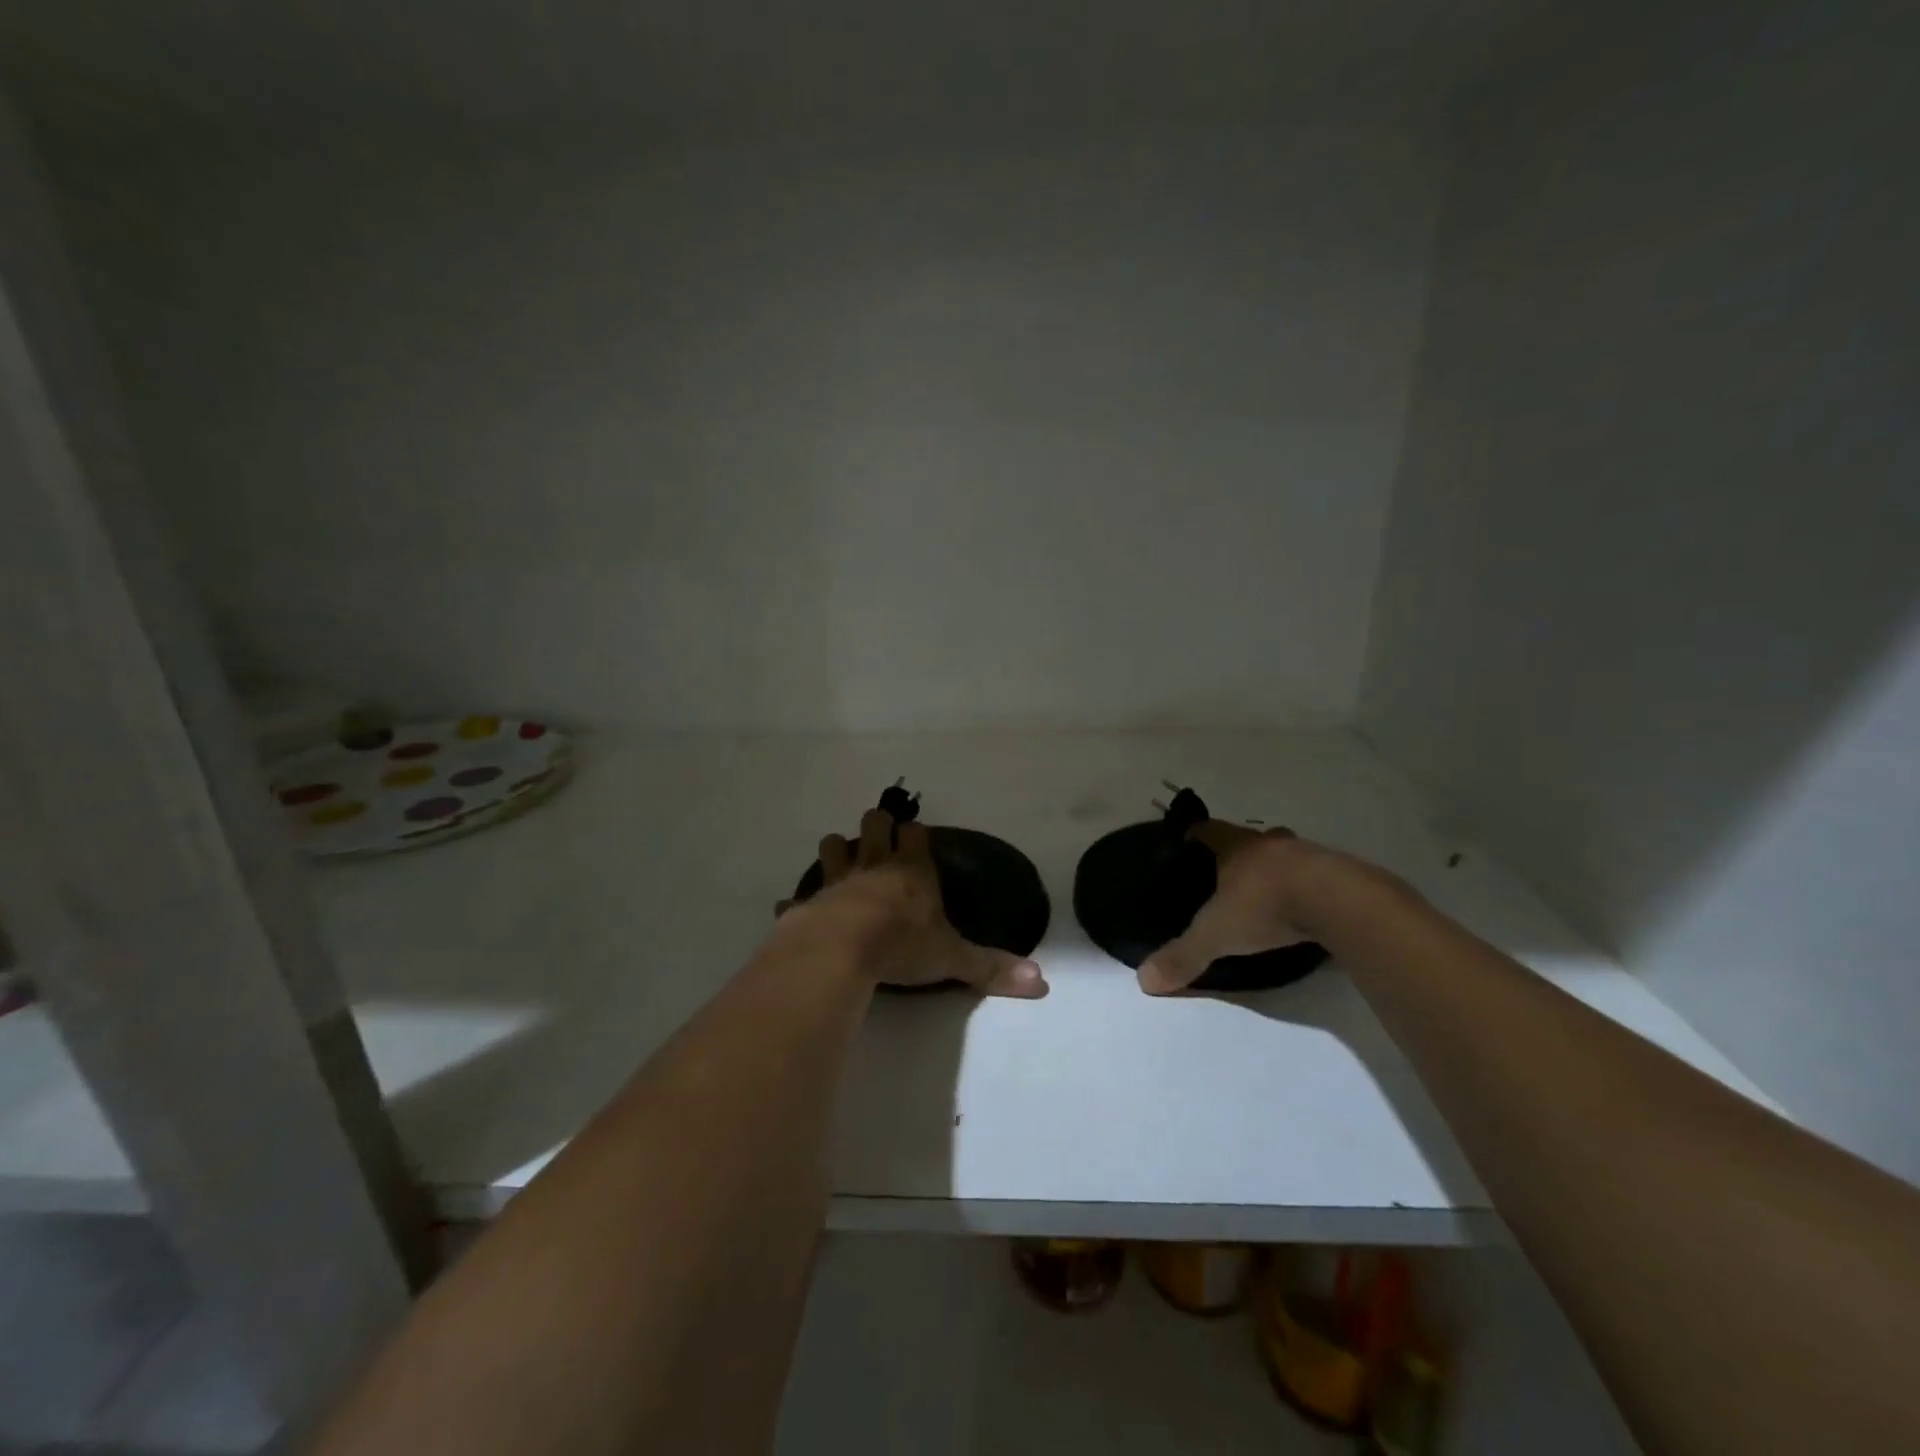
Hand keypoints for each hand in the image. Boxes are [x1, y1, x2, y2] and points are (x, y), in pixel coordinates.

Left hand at [777, 809, 1048, 997]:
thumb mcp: (952, 959)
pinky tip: (793, 910)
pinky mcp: (807, 903)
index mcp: (912, 873)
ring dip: (837, 850)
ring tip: (843, 862)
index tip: (916, 836)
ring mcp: (837, 880)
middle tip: (880, 838)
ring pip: (834, 845)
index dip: (915, 834)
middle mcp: (875, 867)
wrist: (840, 951)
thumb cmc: (901, 946)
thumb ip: (992, 968)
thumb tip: (1042, 983)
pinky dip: (797, 902)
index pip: (916, 835)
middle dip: (877, 826)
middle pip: (874, 824)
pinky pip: (797, 897)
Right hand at [1137, 822, 1382, 994]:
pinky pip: (1317, 875)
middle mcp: (1270, 844)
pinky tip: (1306, 908)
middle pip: (1250, 839)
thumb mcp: (1217, 935)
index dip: (1196, 834)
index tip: (1188, 840)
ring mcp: (1308, 855)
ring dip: (1276, 869)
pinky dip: (1308, 887)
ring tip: (1270, 892)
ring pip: (1286, 855)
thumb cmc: (1266, 906)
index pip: (1208, 830)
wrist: (1338, 902)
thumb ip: (1183, 956)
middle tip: (1230, 872)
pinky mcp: (1340, 875)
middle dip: (1240, 852)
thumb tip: (1144, 981)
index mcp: (1236, 848)